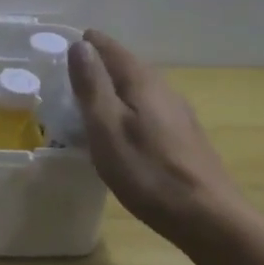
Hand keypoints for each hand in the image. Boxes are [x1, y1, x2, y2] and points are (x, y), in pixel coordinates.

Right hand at [68, 29, 244, 241]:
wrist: (208, 219)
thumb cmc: (148, 172)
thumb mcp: (107, 128)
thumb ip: (92, 85)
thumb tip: (80, 45)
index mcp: (142, 81)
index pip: (108, 47)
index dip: (82, 45)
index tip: (55, 52)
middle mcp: (163, 88)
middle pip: (123, 65)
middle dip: (94, 67)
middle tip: (62, 78)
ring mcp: (177, 113)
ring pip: (135, 89)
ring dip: (110, 89)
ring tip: (83, 104)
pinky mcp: (182, 136)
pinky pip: (145, 109)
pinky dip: (124, 109)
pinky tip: (117, 131)